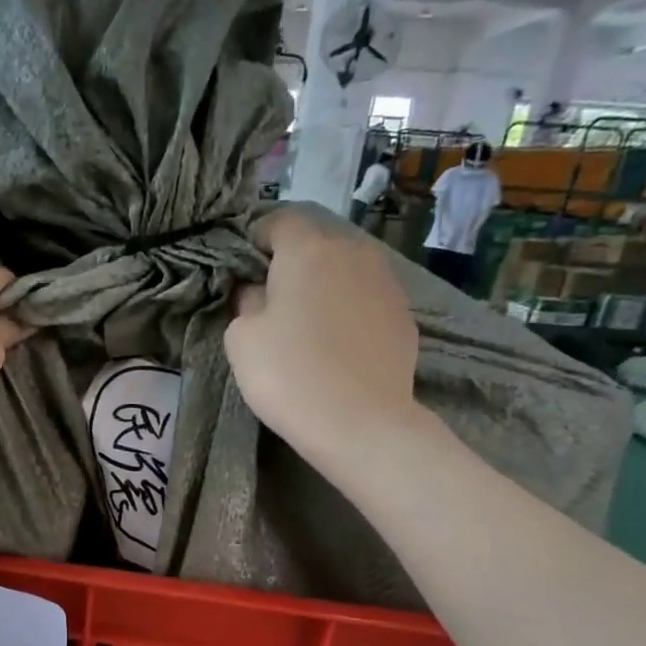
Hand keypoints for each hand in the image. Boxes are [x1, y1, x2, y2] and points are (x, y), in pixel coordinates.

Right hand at [225, 203, 423, 458]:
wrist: (360, 423)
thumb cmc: (288, 374)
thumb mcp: (241, 338)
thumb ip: (246, 301)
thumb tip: (258, 292)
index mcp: (308, 250)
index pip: (278, 221)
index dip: (256, 240)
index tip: (244, 271)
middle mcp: (353, 253)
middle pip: (316, 244)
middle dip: (292, 264)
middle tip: (272, 302)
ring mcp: (386, 284)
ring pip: (345, 271)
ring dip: (323, 287)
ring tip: (307, 325)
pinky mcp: (404, 316)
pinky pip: (366, 300)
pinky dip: (348, 312)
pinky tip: (337, 346)